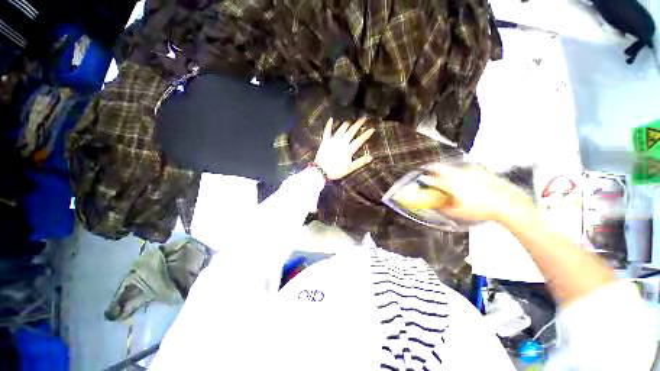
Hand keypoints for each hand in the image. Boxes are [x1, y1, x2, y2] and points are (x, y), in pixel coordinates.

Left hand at [314, 118, 374, 179]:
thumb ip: (360, 162)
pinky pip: (327, 131)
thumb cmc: (336, 171)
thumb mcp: (350, 168)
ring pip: (341, 130)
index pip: (359, 141)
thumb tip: (371, 158)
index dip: (365, 135)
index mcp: (348, 150)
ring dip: (346, 124)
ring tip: (350, 120)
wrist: (322, 171)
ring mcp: (333, 141)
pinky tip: (331, 119)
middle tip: (362, 119)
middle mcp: (341, 143)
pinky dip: (329, 125)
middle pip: (351, 132)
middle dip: (357, 125)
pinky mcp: (325, 141)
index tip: (371, 129)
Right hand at [421, 163, 534, 222]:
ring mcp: (468, 170)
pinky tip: (464, 180)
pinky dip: (459, 172)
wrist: (506, 202)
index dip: (424, 181)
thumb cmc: (481, 208)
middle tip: (429, 171)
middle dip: (431, 168)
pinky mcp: (478, 170)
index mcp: (450, 184)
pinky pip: (463, 169)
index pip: (431, 180)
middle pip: (439, 167)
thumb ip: (444, 209)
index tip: (422, 181)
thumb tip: (436, 206)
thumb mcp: (459, 213)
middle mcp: (457, 174)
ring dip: (445, 170)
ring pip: (451, 167)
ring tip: (446, 177)